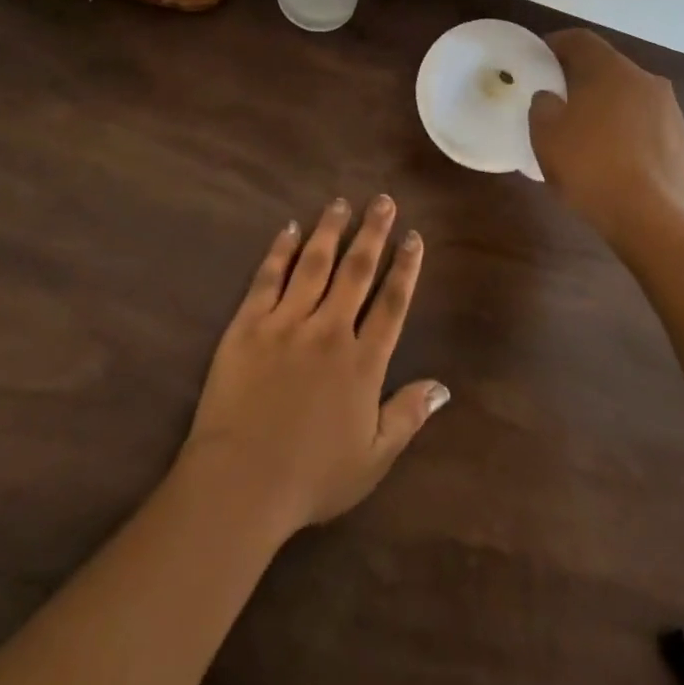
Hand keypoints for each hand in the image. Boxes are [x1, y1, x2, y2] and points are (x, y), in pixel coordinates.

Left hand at [179, 196, 447, 538]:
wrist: (240, 484)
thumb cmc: (311, 478)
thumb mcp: (373, 459)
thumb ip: (408, 416)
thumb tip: (443, 386)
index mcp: (362, 362)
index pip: (392, 302)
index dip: (405, 267)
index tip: (413, 237)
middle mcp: (329, 331)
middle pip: (356, 271)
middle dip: (373, 232)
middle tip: (383, 200)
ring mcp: (287, 323)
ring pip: (314, 264)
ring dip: (330, 230)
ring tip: (341, 203)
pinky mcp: (249, 325)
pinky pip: (268, 278)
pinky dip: (281, 250)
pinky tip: (289, 228)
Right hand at [528, 29, 683, 237]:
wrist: (651, 218)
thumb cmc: (590, 166)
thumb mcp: (546, 134)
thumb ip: (543, 106)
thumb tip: (551, 98)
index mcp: (612, 69)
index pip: (581, 40)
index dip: (556, 44)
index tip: (539, 59)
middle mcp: (646, 80)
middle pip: (607, 67)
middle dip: (581, 77)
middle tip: (556, 97)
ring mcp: (669, 111)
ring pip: (628, 96)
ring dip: (606, 104)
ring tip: (583, 130)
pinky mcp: (680, 142)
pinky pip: (643, 124)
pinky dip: (624, 129)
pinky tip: (609, 156)